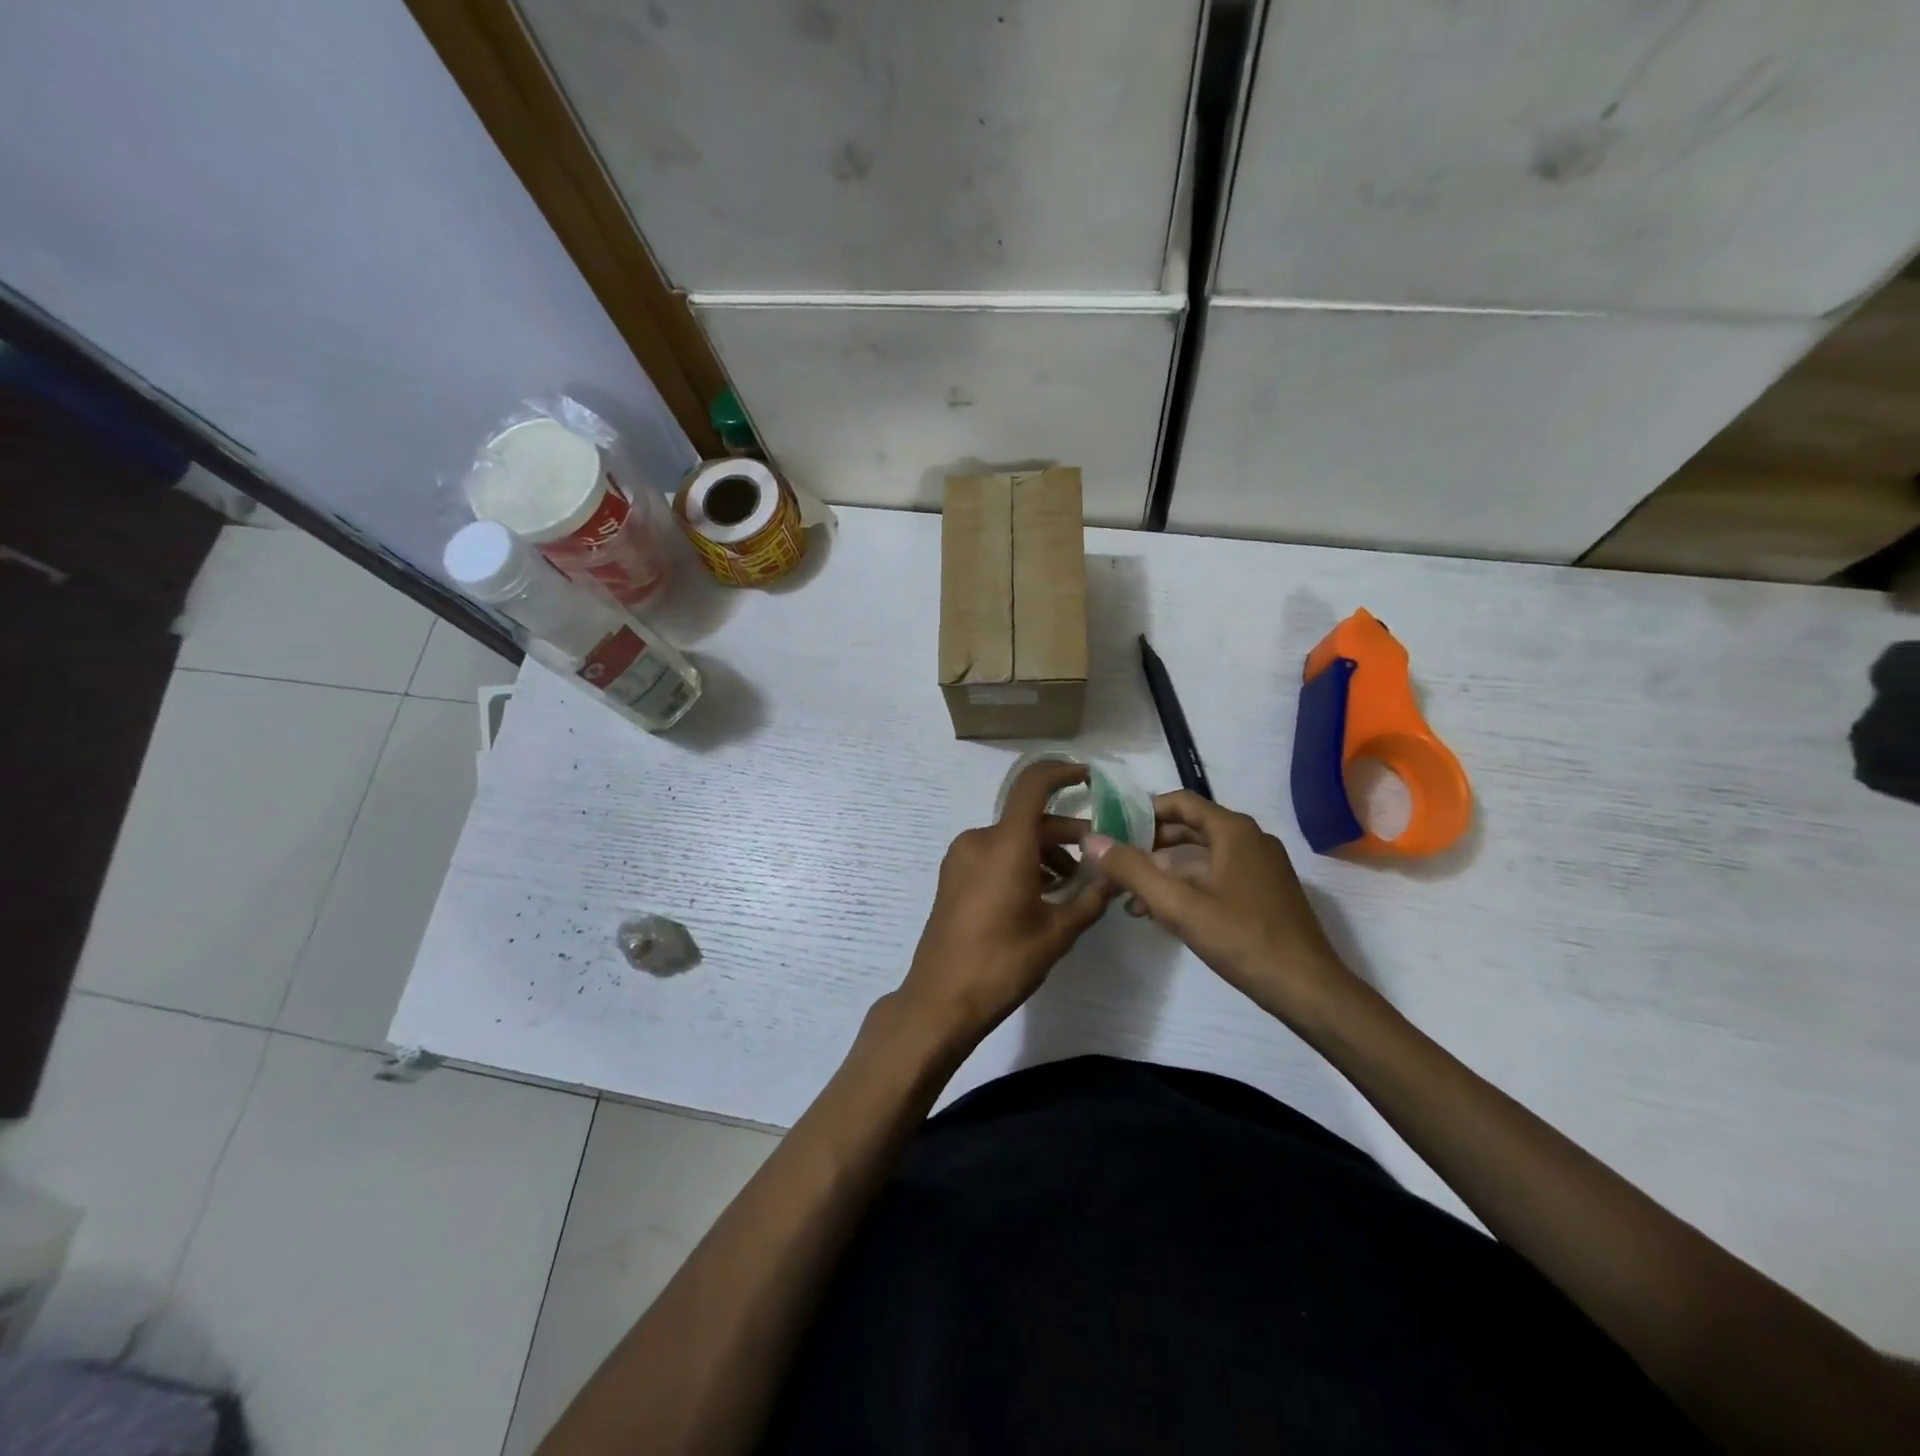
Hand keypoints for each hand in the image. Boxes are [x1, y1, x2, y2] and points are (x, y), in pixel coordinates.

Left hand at [898, 760, 1115, 1043]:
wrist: (940, 1000)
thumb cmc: (1002, 964)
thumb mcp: (1057, 933)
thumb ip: (1091, 898)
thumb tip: (1119, 877)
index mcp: (1005, 845)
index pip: (1033, 785)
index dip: (1061, 772)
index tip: (1089, 778)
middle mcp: (980, 840)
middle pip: (1029, 819)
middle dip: (1066, 834)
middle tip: (1098, 859)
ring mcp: (961, 857)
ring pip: (1013, 838)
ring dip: (1045, 851)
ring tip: (1072, 885)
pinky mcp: (953, 875)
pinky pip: (994, 853)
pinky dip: (1021, 862)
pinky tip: (1041, 894)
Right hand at [1084, 791, 1359, 1026]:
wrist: (1308, 989)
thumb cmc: (1242, 939)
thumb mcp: (1178, 905)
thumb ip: (1132, 870)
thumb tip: (1090, 840)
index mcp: (1234, 831)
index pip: (1180, 801)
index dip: (1143, 810)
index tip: (1112, 827)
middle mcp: (1250, 840)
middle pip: (1190, 827)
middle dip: (1150, 843)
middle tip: (1115, 861)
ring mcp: (1261, 867)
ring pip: (1202, 855)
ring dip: (1166, 869)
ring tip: (1130, 894)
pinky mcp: (1265, 893)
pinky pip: (1218, 875)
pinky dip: (1188, 885)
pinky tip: (1163, 913)